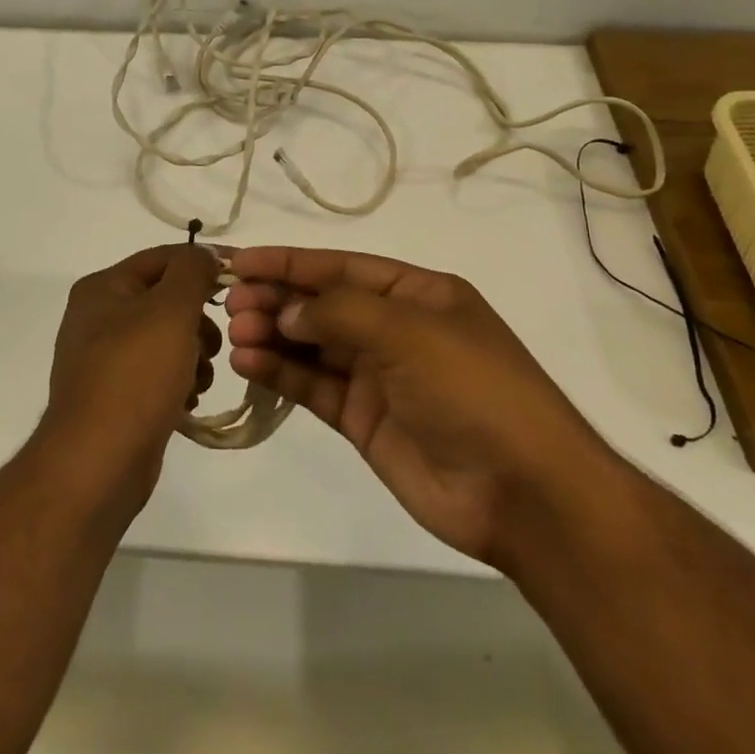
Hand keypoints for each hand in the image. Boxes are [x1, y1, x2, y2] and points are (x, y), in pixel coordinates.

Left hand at [37, 245, 221, 522]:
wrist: (97, 462)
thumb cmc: (135, 375)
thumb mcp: (170, 309)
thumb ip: (192, 271)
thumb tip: (204, 255)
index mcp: (103, 287)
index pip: (163, 258)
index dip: (204, 264)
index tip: (243, 281)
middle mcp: (98, 317)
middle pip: (167, 300)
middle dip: (198, 321)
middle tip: (210, 345)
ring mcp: (105, 359)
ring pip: (167, 339)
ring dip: (193, 356)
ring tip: (197, 381)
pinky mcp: (116, 395)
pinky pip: (159, 374)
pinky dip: (179, 382)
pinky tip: (186, 402)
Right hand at [225, 247, 620, 571]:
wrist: (522, 493)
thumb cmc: (472, 390)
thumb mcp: (409, 332)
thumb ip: (340, 312)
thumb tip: (287, 311)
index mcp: (418, 294)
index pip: (341, 266)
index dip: (289, 261)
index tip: (239, 261)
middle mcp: (395, 328)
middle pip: (322, 304)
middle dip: (276, 299)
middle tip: (231, 303)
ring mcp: (378, 376)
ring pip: (312, 345)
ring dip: (272, 335)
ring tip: (233, 334)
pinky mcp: (364, 419)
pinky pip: (314, 386)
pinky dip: (281, 373)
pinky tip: (249, 364)